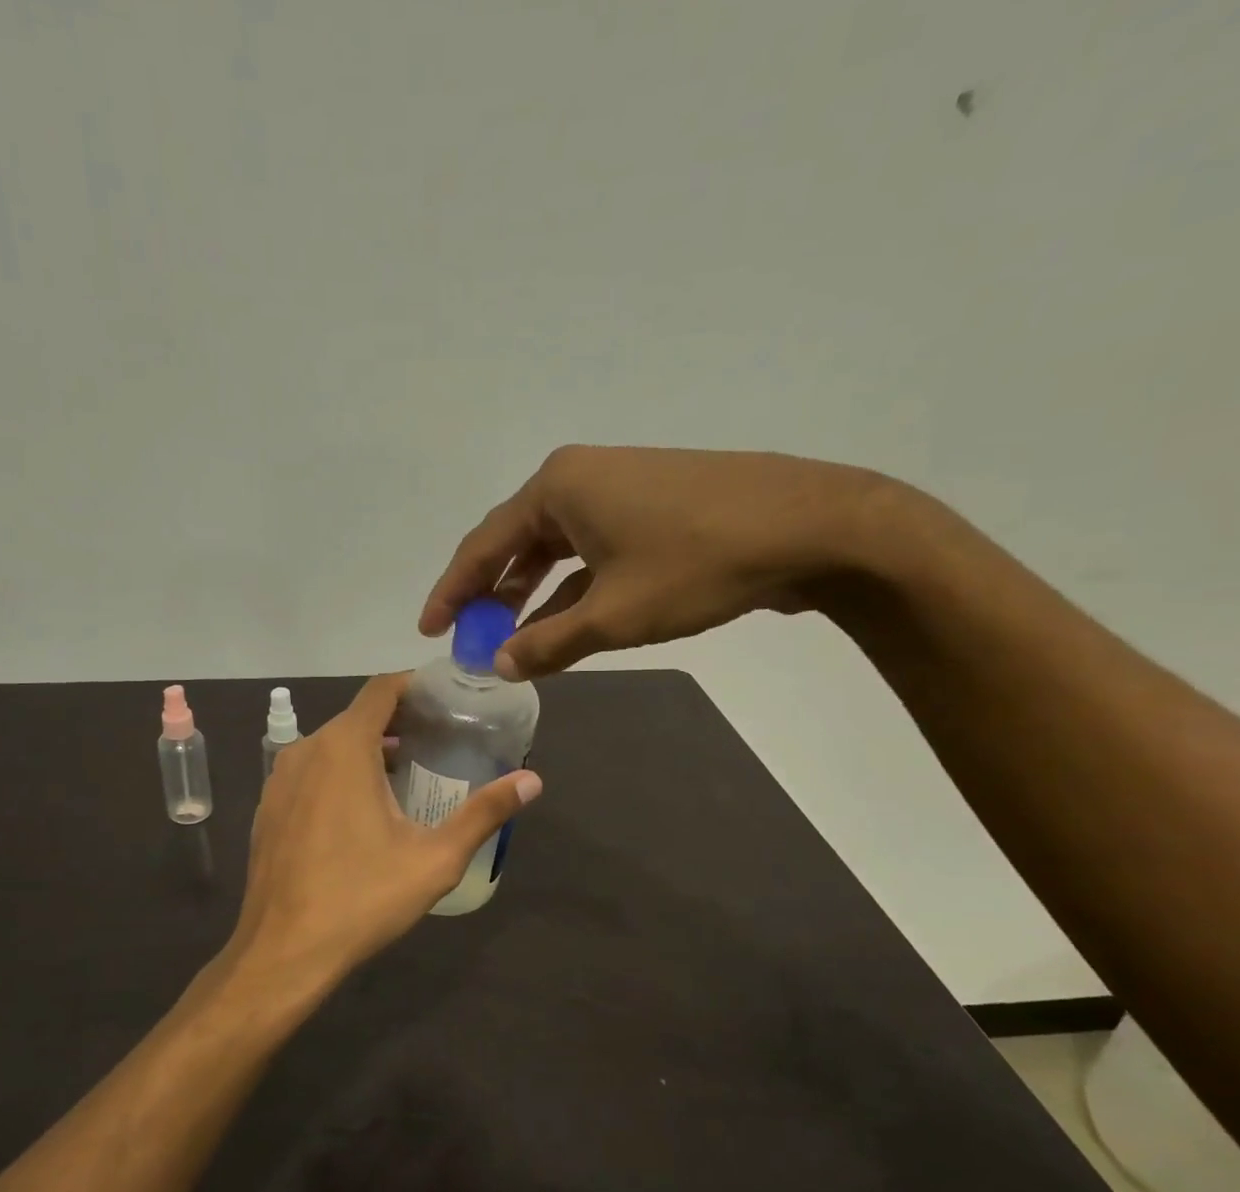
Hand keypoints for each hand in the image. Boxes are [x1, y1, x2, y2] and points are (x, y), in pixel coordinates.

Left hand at [221, 674, 541, 1009]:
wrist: (282, 951)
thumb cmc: (361, 899)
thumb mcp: (434, 859)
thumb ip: (483, 813)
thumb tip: (532, 781)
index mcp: (343, 747)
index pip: (382, 689)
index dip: (416, 687)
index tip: (447, 702)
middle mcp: (306, 750)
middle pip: (358, 716)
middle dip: (398, 722)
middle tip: (439, 744)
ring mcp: (279, 779)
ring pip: (331, 745)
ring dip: (368, 750)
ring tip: (407, 775)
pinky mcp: (268, 807)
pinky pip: (310, 772)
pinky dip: (338, 774)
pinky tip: (361, 811)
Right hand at [419, 446, 906, 678]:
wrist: (810, 525)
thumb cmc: (697, 564)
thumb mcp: (614, 614)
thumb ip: (548, 643)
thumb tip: (499, 666)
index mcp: (556, 488)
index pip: (483, 546)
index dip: (452, 592)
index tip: (430, 629)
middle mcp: (578, 477)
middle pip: (514, 542)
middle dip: (490, 593)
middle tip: (469, 638)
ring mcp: (617, 487)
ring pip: (554, 547)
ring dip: (531, 593)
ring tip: (510, 637)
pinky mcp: (648, 505)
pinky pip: (589, 548)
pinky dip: (571, 586)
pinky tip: (563, 621)